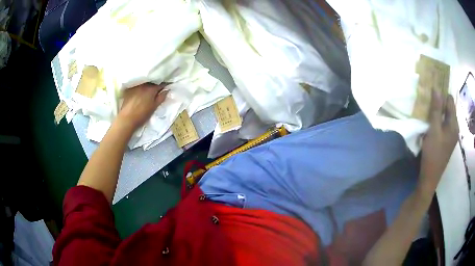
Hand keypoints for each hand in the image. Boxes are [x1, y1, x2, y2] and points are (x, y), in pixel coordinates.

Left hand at [117, 82, 167, 131]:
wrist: (127, 119)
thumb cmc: (142, 114)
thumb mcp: (154, 107)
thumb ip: (161, 97)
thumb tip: (167, 90)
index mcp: (151, 89)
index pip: (161, 84)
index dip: (165, 85)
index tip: (166, 86)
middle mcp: (144, 85)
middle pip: (152, 81)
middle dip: (156, 83)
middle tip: (158, 88)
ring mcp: (136, 86)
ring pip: (144, 82)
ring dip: (148, 84)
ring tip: (149, 88)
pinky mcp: (129, 89)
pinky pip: (137, 84)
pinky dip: (140, 86)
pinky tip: (140, 90)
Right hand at [419, 92, 458, 197]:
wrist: (430, 178)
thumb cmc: (433, 154)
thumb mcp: (433, 130)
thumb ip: (436, 109)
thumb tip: (436, 89)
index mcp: (454, 124)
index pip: (450, 100)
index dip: (442, 93)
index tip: (432, 90)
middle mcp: (455, 128)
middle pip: (449, 108)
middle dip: (440, 102)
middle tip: (429, 100)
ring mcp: (451, 136)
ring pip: (446, 117)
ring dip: (438, 112)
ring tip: (429, 110)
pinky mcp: (447, 141)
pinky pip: (444, 125)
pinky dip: (438, 121)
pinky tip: (431, 124)